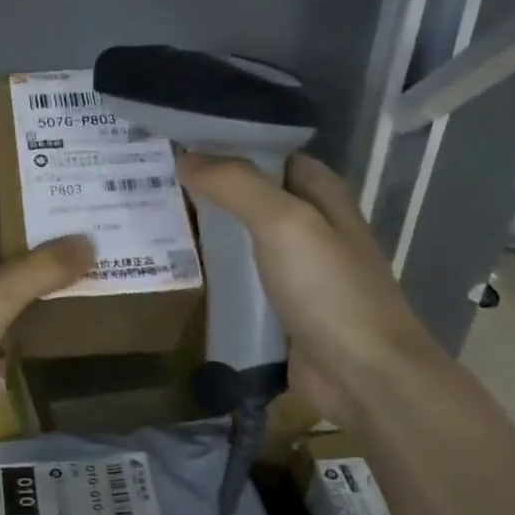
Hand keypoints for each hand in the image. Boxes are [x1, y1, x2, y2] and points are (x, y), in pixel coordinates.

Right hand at [173, 150, 442, 413]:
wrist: (364, 377)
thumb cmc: (330, 290)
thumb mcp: (284, 223)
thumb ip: (236, 184)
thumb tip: (184, 156)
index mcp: (321, 194)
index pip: (269, 152)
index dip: (227, 142)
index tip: (176, 137)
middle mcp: (309, 224)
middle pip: (251, 192)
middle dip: (207, 183)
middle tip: (151, 174)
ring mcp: (295, 268)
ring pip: (241, 234)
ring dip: (205, 226)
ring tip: (150, 211)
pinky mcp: (279, 305)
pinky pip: (238, 276)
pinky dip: (211, 268)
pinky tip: (174, 263)